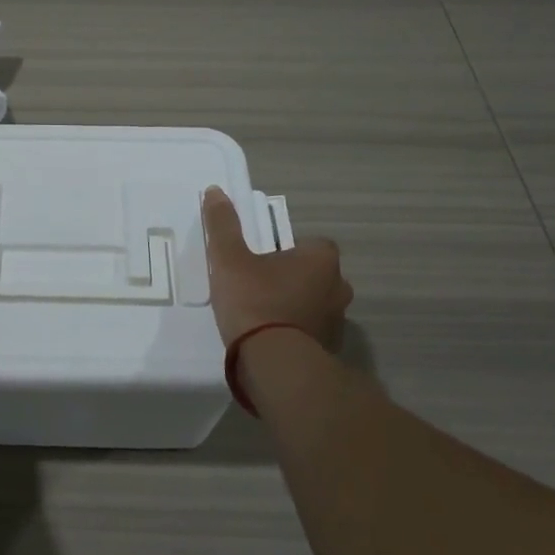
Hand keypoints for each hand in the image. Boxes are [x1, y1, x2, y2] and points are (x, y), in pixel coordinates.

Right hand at [201, 186, 351, 351]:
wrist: (274, 363)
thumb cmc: (254, 301)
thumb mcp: (229, 259)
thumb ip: (223, 225)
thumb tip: (215, 191)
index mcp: (321, 260)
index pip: (314, 245)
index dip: (289, 250)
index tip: (265, 260)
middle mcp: (338, 287)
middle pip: (317, 275)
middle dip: (295, 279)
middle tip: (262, 286)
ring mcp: (337, 321)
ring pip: (316, 305)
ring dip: (297, 307)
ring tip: (264, 316)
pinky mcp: (330, 350)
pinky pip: (312, 333)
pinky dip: (297, 334)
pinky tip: (271, 341)